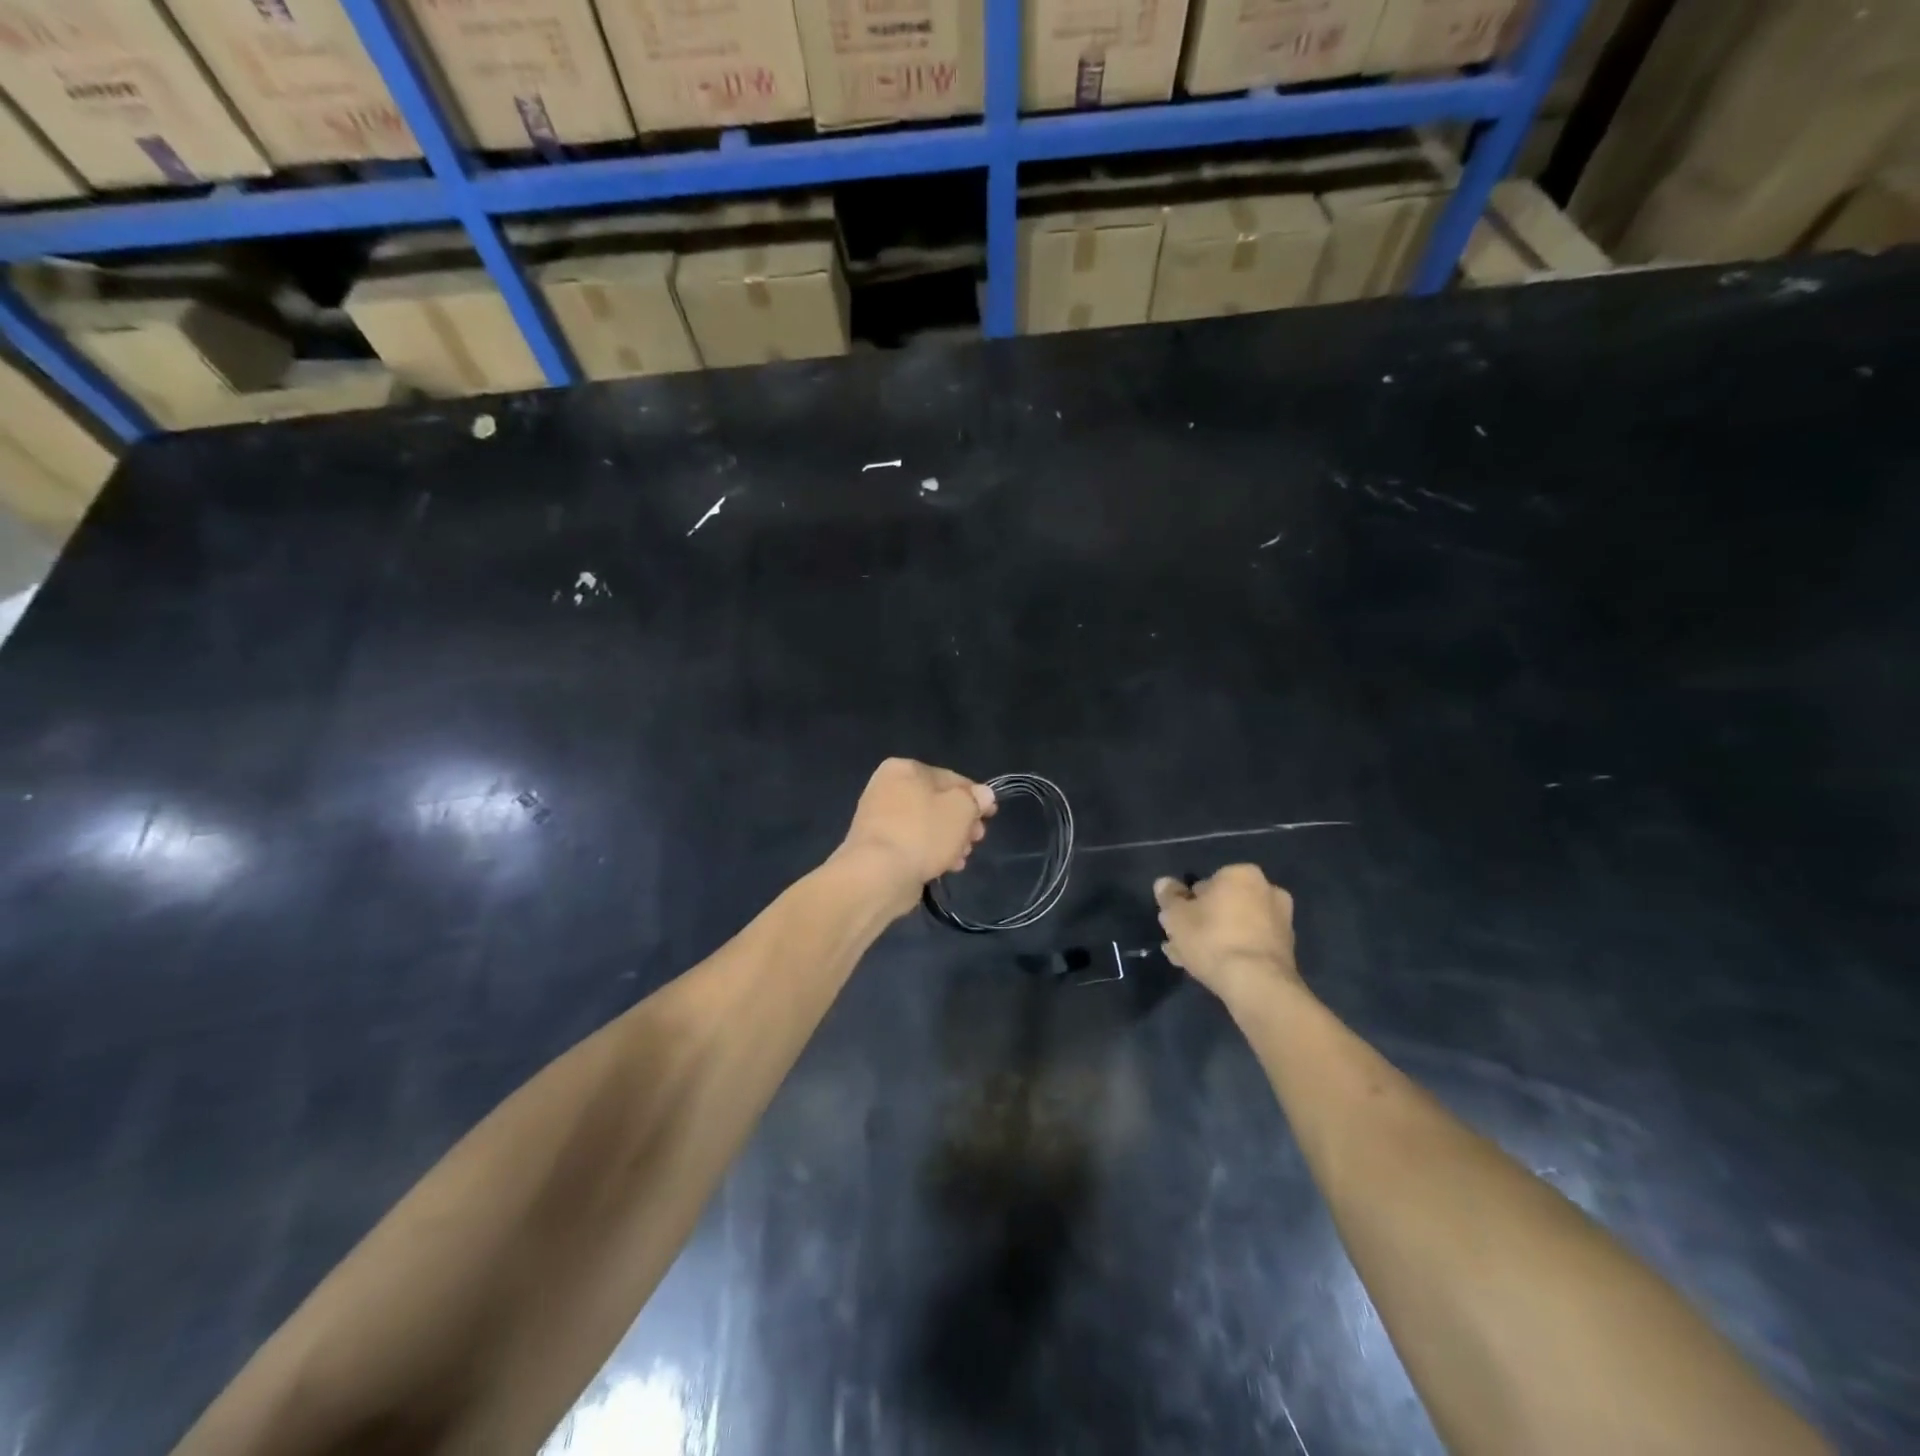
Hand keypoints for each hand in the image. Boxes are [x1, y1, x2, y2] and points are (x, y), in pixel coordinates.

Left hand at [837, 759, 995, 914]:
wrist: (877, 875)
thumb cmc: (922, 833)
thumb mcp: (961, 810)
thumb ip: (975, 799)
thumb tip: (983, 794)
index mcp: (904, 769)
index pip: (950, 778)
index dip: (975, 796)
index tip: (991, 815)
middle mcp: (888, 788)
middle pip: (937, 803)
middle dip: (962, 822)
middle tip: (977, 839)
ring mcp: (880, 818)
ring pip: (927, 825)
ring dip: (949, 840)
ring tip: (962, 857)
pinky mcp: (878, 846)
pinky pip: (913, 843)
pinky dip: (930, 852)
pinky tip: (947, 867)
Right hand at [1154, 865, 1302, 1005]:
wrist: (1257, 984)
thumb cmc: (1212, 939)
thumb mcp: (1176, 916)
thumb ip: (1169, 896)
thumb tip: (1165, 883)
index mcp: (1242, 874)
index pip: (1204, 885)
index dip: (1186, 905)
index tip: (1175, 924)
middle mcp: (1267, 891)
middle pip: (1222, 906)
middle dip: (1201, 923)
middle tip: (1180, 944)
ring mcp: (1281, 921)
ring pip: (1236, 927)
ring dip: (1214, 939)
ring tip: (1190, 962)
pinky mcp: (1286, 950)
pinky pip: (1250, 945)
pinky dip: (1233, 952)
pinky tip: (1213, 971)